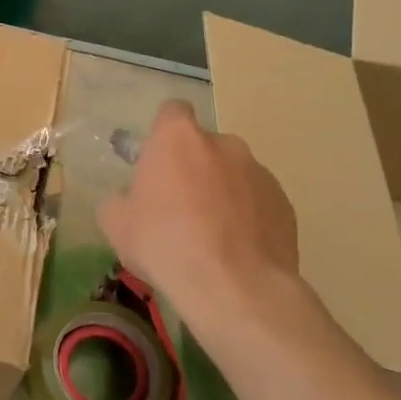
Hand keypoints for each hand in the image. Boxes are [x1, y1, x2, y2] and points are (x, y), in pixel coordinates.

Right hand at [98, 100, 299, 317]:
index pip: (172, 112)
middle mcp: (223, 144)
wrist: (233, 288)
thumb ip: (121, 198)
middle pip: (204, 146)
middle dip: (193, 168)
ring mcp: (259, 172)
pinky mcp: (285, 204)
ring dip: (221, 193)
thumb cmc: (164, 243)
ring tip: (211, 236)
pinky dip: (247, 217)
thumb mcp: (115, 223)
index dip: (162, 134)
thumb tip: (131, 199)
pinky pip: (258, 202)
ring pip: (233, 174)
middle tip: (178, 207)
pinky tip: (235, 250)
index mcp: (178, 138)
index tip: (156, 162)